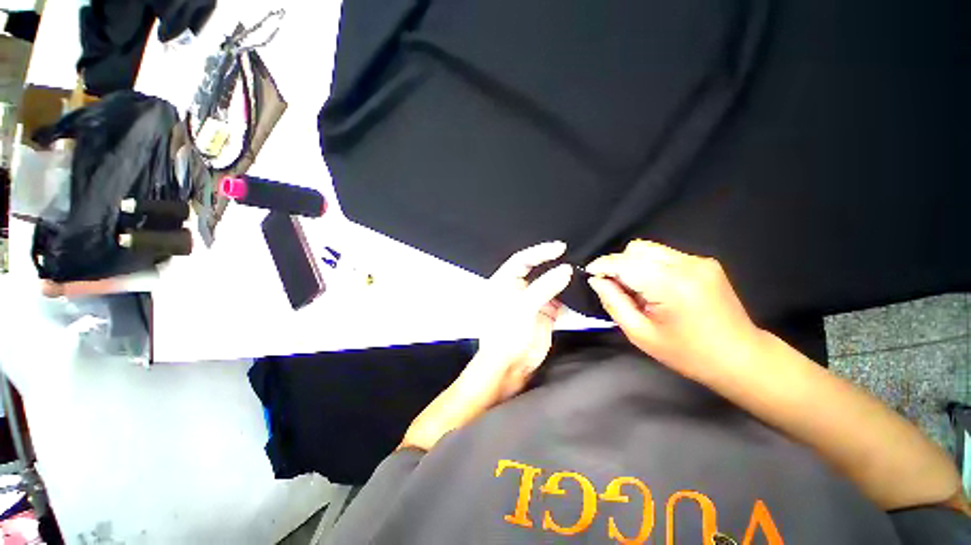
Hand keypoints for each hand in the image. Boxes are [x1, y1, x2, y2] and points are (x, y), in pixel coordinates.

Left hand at [400, 242, 572, 450]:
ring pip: (550, 284)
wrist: (509, 368)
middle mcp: (518, 289)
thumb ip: (544, 287)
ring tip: (579, 273)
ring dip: (563, 280)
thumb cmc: (506, 336)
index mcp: (504, 283)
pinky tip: (578, 294)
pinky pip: (558, 300)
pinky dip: (568, 297)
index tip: (560, 247)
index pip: (522, 260)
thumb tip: (565, 270)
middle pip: (537, 269)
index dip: (540, 251)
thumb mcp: (523, 308)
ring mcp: (532, 301)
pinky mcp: (544, 313)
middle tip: (572, 256)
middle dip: (553, 263)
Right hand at [585, 240, 763, 381]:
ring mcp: (699, 261)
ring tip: (638, 290)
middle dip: (618, 264)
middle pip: (636, 249)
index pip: (624, 263)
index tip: (589, 274)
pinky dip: (651, 267)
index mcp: (670, 285)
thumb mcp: (640, 334)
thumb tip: (597, 280)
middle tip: (617, 289)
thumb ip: (614, 303)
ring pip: (650, 249)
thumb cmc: (687, 353)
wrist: (742, 357)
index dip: (602, 265)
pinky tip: (657, 288)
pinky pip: (665, 256)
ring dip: (634, 265)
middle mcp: (686, 264)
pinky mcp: (705, 262)